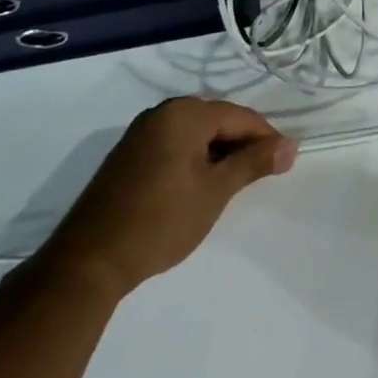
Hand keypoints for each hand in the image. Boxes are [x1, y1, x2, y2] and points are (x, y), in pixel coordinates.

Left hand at [43, 98, 296, 297]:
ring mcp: (141, 133)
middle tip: (262, 174)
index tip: (285, 163)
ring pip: (197, 134)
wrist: (87, 264)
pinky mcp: (129, 155)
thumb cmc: (160, 222)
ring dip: (220, 153)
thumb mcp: (215, 191)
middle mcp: (162, 113)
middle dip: (243, 144)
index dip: (267, 138)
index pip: (240, 117)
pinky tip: (202, 184)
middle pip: (219, 120)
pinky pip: (176, 144)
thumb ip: (254, 162)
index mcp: (184, 113)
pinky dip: (196, 158)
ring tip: (234, 182)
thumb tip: (290, 146)